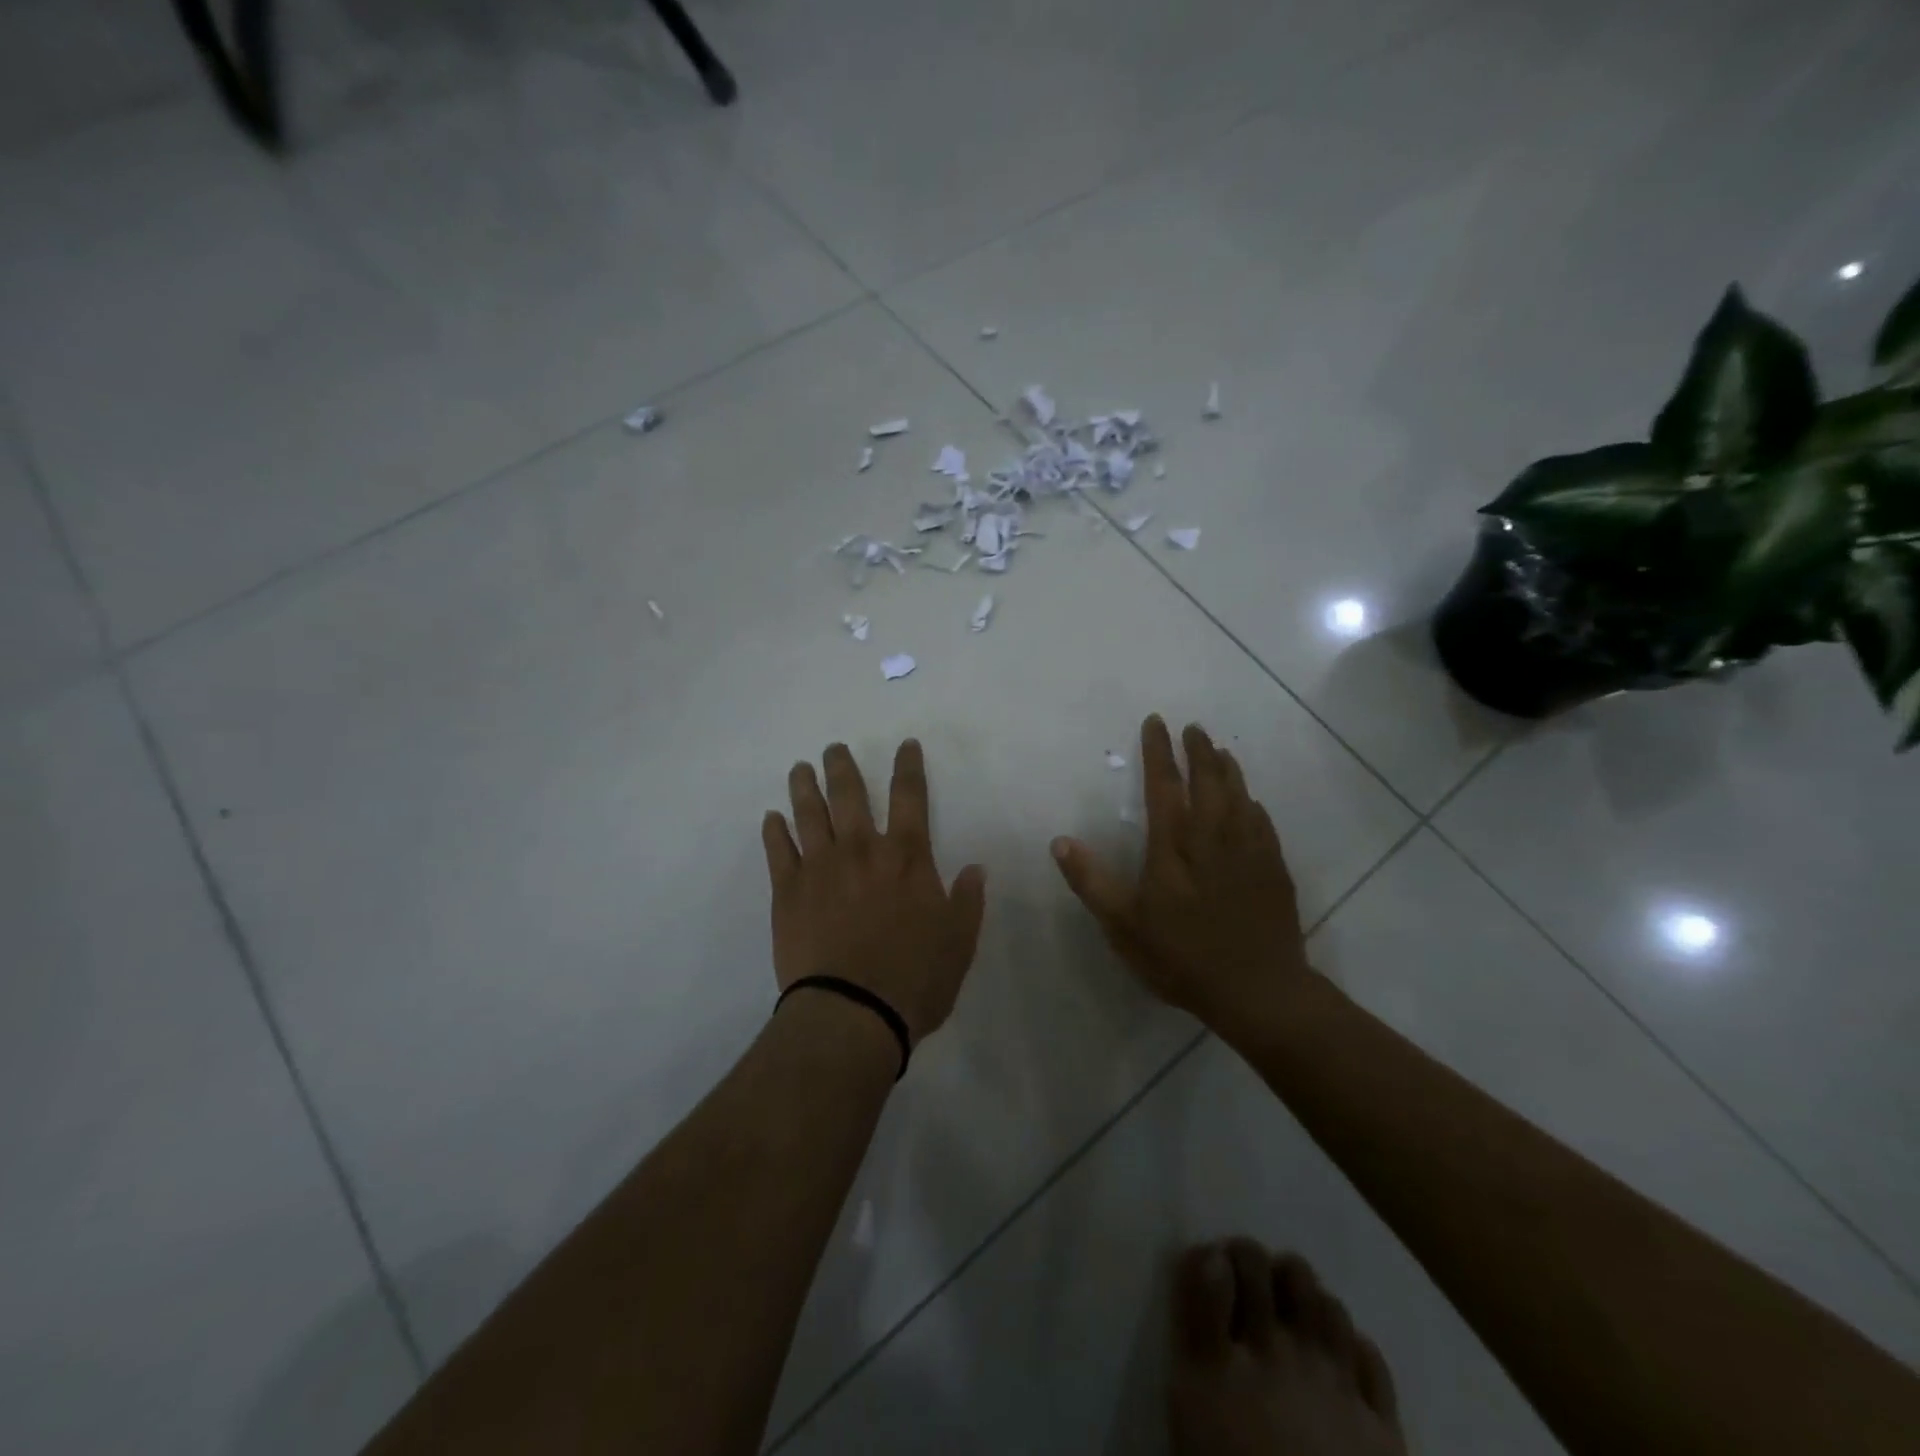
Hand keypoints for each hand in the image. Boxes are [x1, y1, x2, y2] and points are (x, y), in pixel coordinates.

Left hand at [763, 740, 986, 1046]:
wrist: (852, 1012)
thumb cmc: (914, 979)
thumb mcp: (959, 943)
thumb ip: (967, 901)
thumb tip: (975, 868)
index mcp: (907, 858)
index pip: (911, 797)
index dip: (908, 767)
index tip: (905, 744)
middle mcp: (862, 850)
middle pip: (850, 795)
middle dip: (843, 767)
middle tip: (834, 749)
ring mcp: (820, 867)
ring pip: (809, 814)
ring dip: (804, 787)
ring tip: (799, 768)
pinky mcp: (787, 892)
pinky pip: (777, 851)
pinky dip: (774, 830)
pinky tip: (771, 818)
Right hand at [1050, 716, 1309, 1031]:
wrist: (1258, 991)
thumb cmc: (1182, 957)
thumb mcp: (1124, 927)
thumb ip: (1091, 882)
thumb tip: (1059, 841)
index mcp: (1174, 848)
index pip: (1164, 787)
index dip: (1159, 752)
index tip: (1157, 723)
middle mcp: (1213, 838)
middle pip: (1208, 781)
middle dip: (1198, 751)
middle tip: (1192, 728)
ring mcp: (1249, 852)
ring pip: (1239, 795)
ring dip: (1227, 769)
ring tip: (1219, 751)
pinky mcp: (1273, 868)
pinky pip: (1261, 821)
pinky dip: (1251, 802)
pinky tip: (1249, 800)